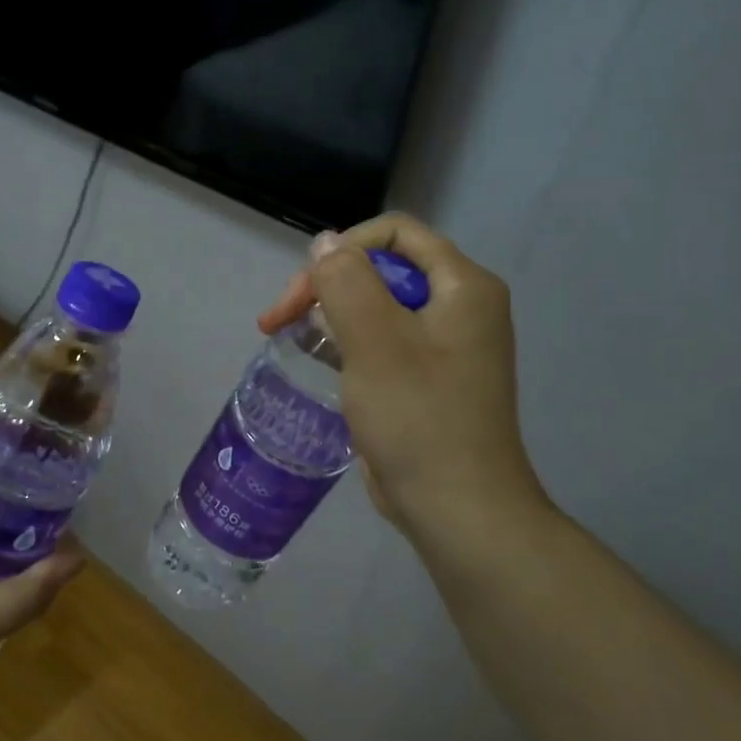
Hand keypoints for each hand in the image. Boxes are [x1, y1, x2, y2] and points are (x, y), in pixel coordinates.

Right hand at [258, 214, 548, 557]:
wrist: (457, 507)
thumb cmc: (418, 418)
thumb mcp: (375, 341)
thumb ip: (346, 281)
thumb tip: (324, 243)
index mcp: (463, 286)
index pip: (396, 233)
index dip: (343, 248)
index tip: (304, 290)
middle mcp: (459, 307)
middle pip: (381, 269)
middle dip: (325, 286)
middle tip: (277, 319)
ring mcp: (442, 345)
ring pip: (374, 305)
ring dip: (327, 314)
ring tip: (287, 336)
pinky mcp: (424, 378)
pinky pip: (379, 340)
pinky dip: (344, 342)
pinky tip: (317, 360)